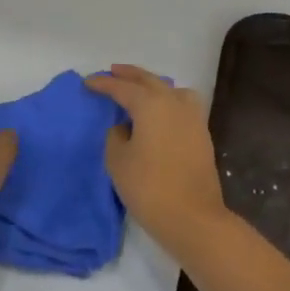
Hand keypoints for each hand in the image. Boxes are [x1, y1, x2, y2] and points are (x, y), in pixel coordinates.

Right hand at [87, 65, 229, 263]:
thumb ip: (116, 136)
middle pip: (149, 81)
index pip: (122, 87)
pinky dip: (169, 100)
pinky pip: (183, 105)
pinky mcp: (202, 135)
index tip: (87, 83)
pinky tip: (160, 112)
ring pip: (171, 90)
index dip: (103, 84)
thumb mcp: (118, 160)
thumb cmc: (149, 187)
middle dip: (129, 75)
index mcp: (150, 104)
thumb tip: (126, 127)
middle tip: (112, 72)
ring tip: (140, 89)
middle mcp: (173, 103)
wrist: (193, 218)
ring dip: (153, 85)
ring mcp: (192, 118)